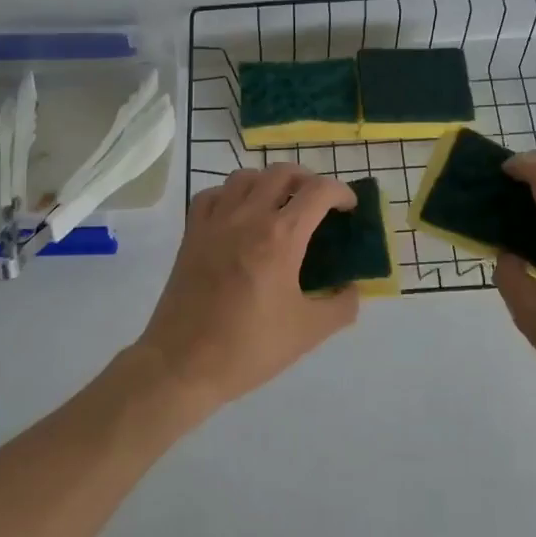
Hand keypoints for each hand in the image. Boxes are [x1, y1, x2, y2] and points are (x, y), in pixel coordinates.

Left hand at [135, 165, 360, 419]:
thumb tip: (352, 289)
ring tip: (279, 205)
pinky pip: (212, 194)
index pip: (318, 191)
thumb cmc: (249, 347)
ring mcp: (215, 221)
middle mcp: (248, 217)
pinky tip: (238, 214)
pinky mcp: (191, 233)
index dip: (341, 192)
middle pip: (282, 172)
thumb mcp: (309, 332)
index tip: (349, 208)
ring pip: (246, 176)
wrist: (183, 364)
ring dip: (269, 182)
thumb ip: (342, 305)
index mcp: (281, 236)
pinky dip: (230, 194)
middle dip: (308, 180)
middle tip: (317, 204)